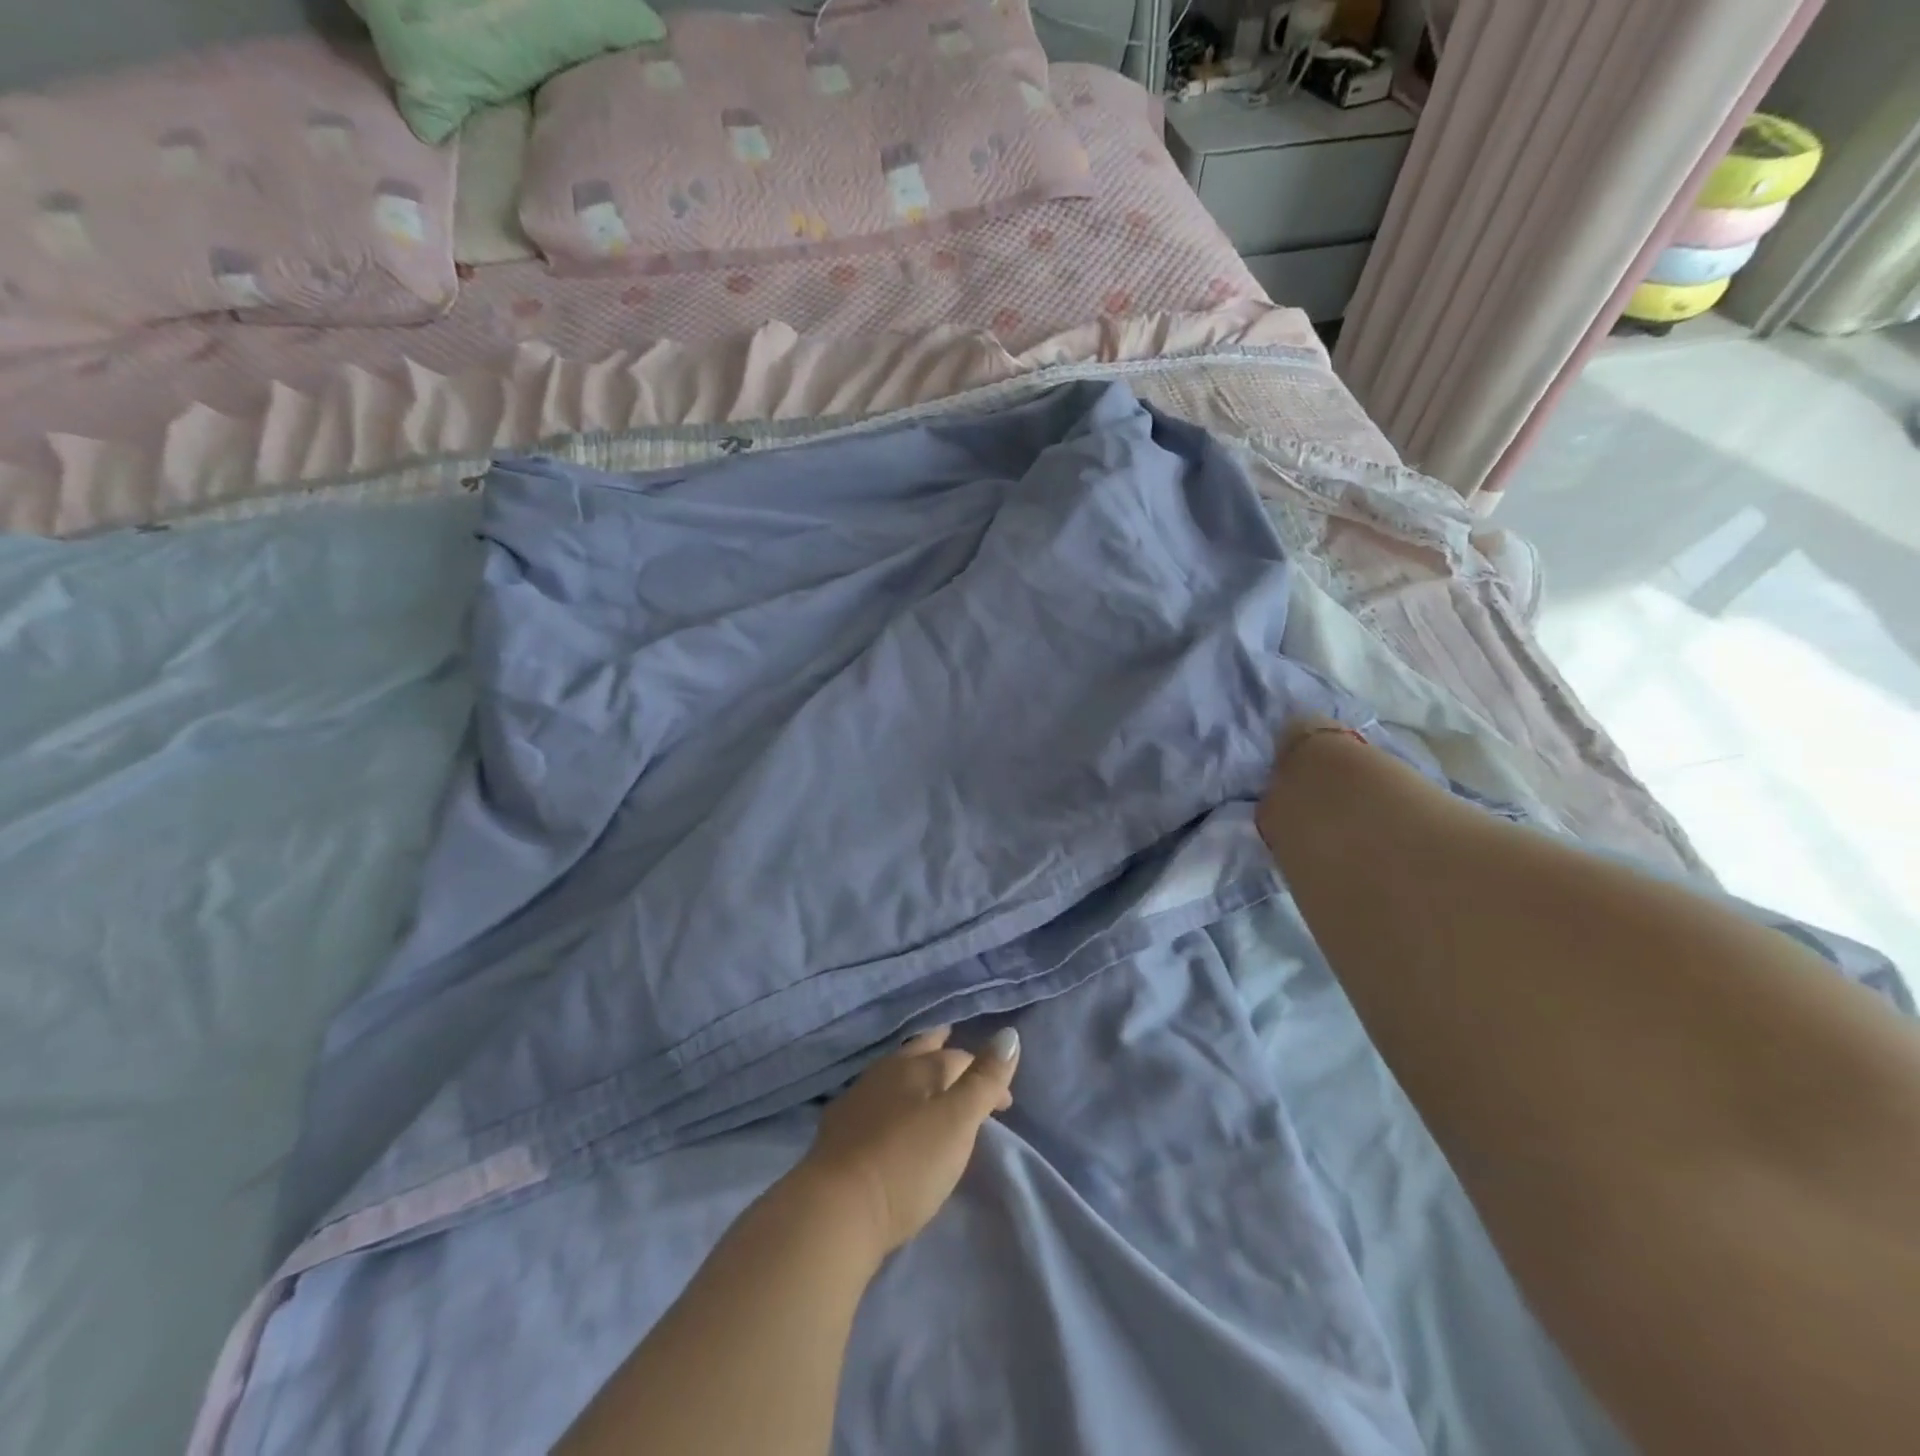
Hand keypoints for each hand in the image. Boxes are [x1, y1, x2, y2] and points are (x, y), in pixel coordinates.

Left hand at [797, 1026, 1020, 1256]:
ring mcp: (857, 1098)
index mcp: (917, 1067)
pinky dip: (890, 1099)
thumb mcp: (957, 1122)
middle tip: (957, 1052)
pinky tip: (887, 1113)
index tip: (1003, 1106)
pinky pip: (873, 1099)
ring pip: (894, 1073)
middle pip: (920, 1052)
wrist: (835, 1210)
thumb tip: (1009, 1034)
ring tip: (927, 1080)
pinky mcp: (838, 1130)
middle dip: (943, 1052)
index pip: (959, 1059)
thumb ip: (984, 1080)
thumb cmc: (906, 1164)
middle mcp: (886, 1072)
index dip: (986, 1076)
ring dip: (915, 1072)